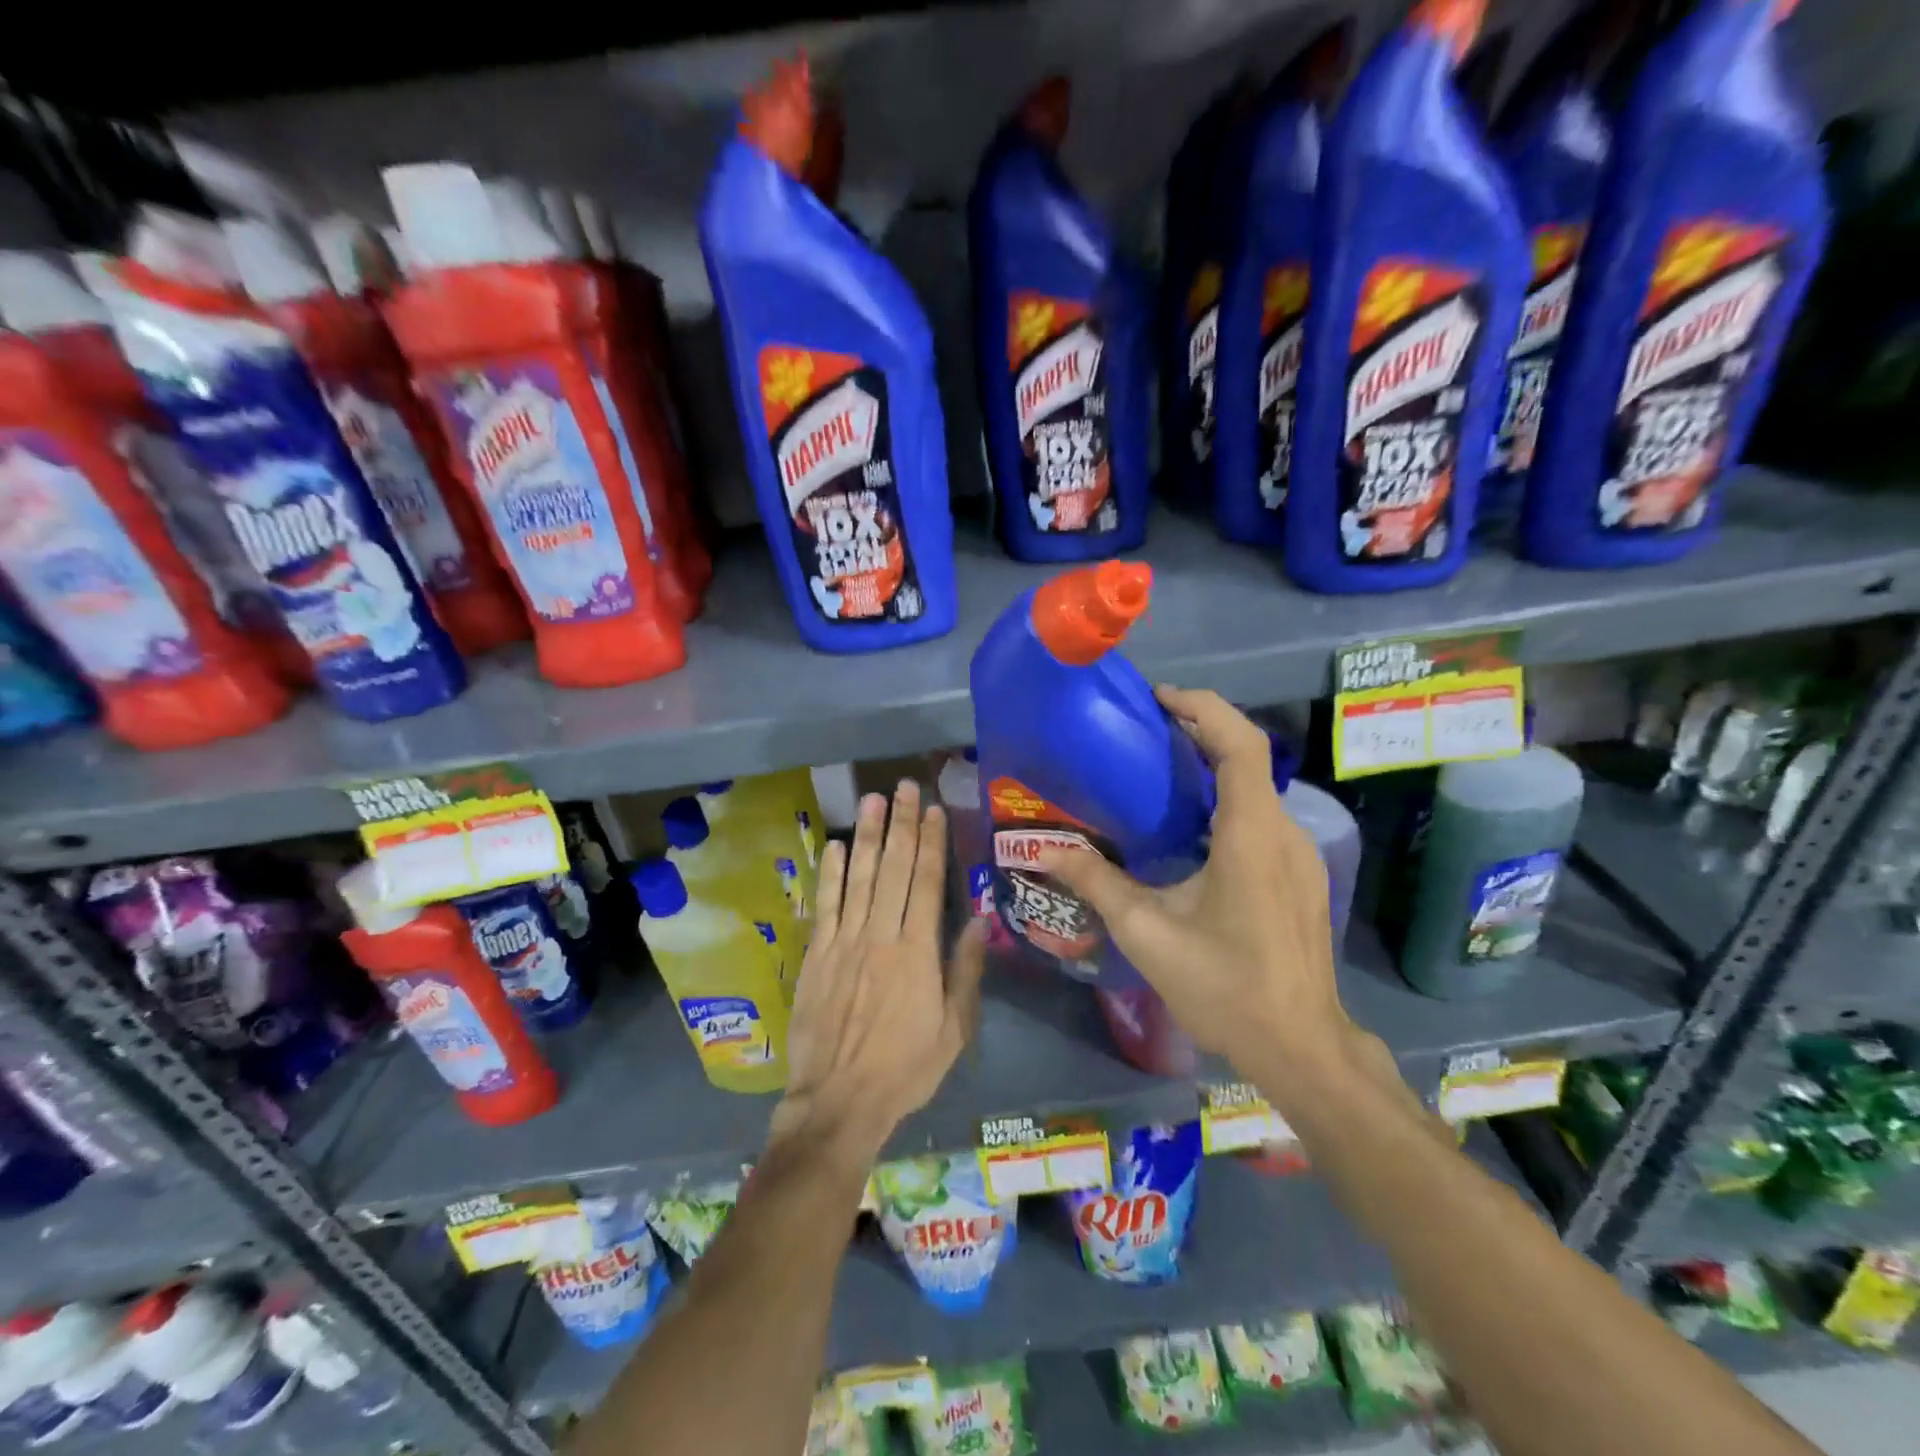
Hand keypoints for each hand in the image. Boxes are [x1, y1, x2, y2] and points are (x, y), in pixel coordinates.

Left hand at [770, 780, 987, 1168]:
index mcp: (918, 952)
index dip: (931, 842)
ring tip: (872, 799)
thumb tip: (976, 918)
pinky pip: (824, 906)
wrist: (838, 1101)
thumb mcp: (953, 1029)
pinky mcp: (817, 956)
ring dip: (866, 836)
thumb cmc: (905, 1068)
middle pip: (893, 869)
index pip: (926, 882)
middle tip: (904, 786)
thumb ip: (964, 971)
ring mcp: (844, 943)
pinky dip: (829, 873)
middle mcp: (880, 936)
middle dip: (900, 824)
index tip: (933, 809)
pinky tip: (833, 845)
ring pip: (857, 878)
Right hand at [1038, 687, 1351, 1077]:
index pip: (1240, 745)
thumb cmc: (1224, 986)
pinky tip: (1188, 828)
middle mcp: (1283, 833)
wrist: (1300, 1047)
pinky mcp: (1299, 876)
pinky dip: (1225, 800)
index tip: (1159, 698)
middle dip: (1200, 730)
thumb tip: (1047, 848)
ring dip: (1211, 766)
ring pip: (1256, 788)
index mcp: (1251, 835)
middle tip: (1145, 729)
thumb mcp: (1148, 933)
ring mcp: (1298, 855)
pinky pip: (1261, 817)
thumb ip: (1097, 882)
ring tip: (1157, 771)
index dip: (1203, 708)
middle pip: (1248, 757)